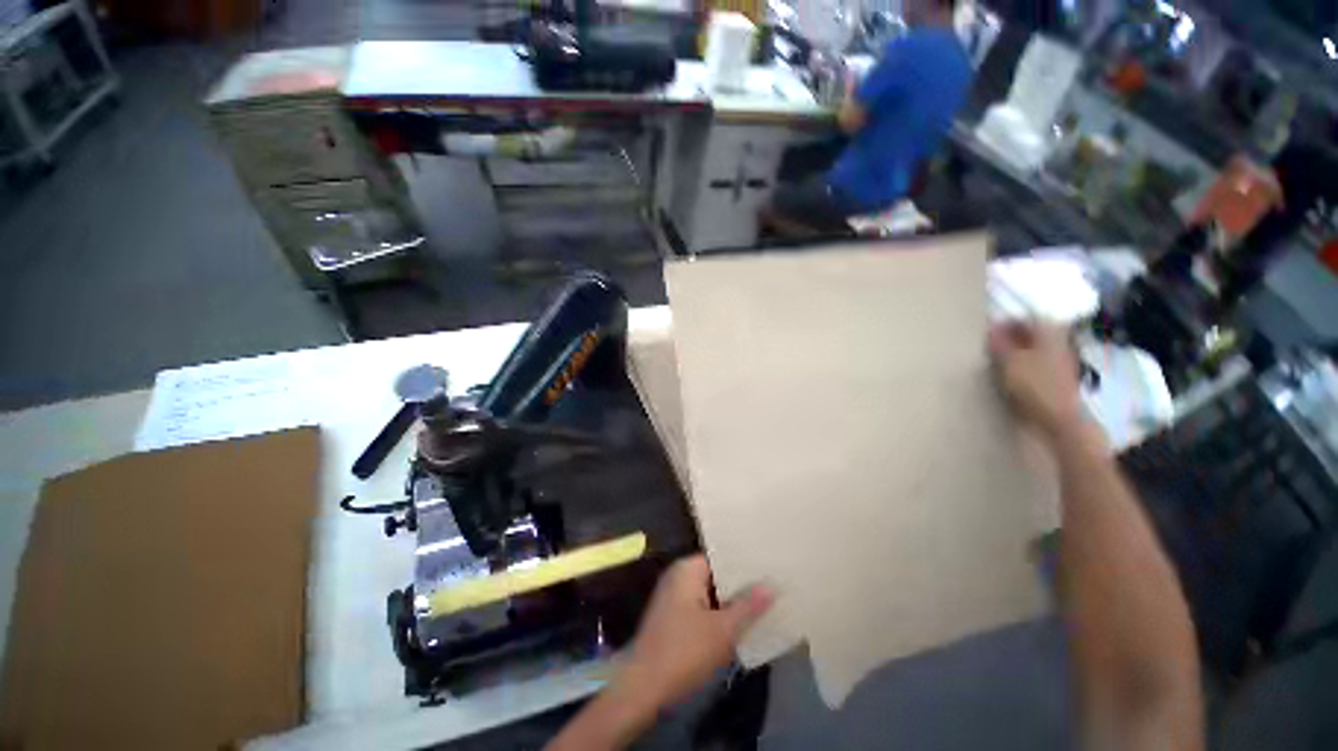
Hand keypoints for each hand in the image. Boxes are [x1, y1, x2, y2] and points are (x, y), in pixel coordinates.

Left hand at [617, 555, 773, 712]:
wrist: (643, 687)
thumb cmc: (684, 651)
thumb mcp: (723, 630)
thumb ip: (749, 606)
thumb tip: (771, 585)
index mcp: (687, 569)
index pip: (721, 556)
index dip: (745, 563)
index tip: (769, 567)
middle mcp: (679, 576)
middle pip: (716, 575)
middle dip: (741, 584)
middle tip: (772, 586)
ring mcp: (674, 597)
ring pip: (710, 593)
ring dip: (731, 602)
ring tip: (764, 604)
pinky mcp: (673, 617)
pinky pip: (702, 607)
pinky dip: (718, 613)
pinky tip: (740, 624)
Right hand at [988, 322, 1083, 441]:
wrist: (1060, 418)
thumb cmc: (1034, 385)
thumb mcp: (1009, 360)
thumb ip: (999, 342)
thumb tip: (992, 327)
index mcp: (1050, 331)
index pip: (1026, 317)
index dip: (1006, 321)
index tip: (987, 330)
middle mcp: (1059, 341)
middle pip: (1032, 332)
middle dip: (1011, 336)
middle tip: (988, 344)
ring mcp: (1061, 360)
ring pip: (1033, 347)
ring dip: (1015, 351)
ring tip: (996, 359)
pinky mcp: (1057, 377)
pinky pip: (1036, 362)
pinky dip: (1022, 364)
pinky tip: (1009, 373)